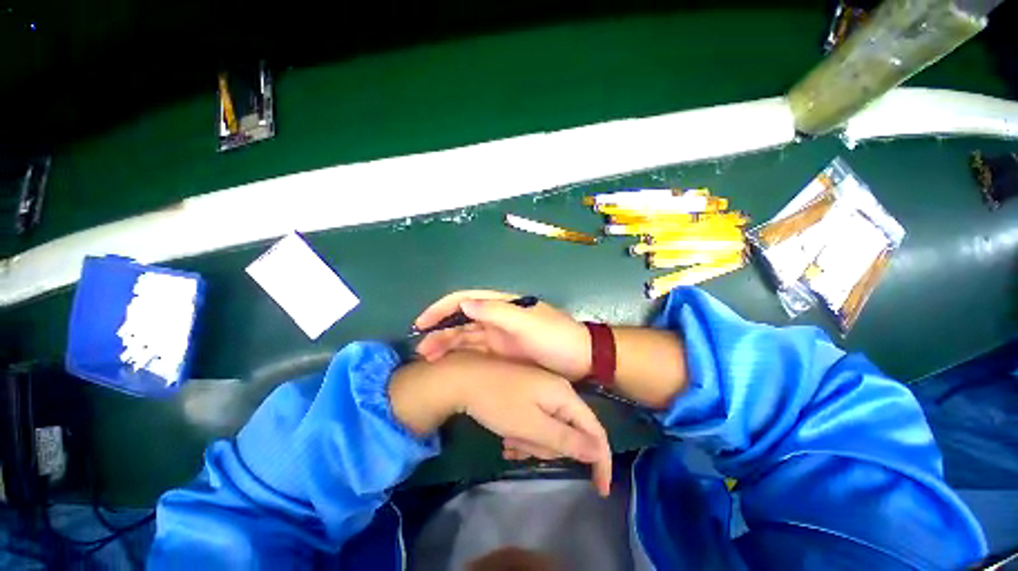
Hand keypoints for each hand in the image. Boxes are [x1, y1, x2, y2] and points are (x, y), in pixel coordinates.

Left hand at [389, 352, 611, 495]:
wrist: (465, 377)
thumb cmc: (498, 402)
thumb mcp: (532, 426)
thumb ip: (567, 440)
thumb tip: (599, 452)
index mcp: (564, 394)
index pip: (595, 430)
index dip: (601, 461)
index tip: (600, 491)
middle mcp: (557, 390)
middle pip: (568, 431)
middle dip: (548, 447)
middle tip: (523, 448)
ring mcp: (541, 389)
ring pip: (549, 429)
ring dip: (532, 442)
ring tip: (510, 442)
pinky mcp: (528, 392)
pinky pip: (536, 420)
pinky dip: (524, 434)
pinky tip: (507, 438)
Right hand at [415, 290, 591, 380]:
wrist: (581, 359)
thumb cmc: (555, 338)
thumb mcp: (527, 324)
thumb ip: (497, 313)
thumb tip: (464, 304)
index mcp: (501, 306)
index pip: (465, 300)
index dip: (442, 309)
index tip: (422, 323)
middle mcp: (496, 318)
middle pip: (461, 320)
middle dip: (440, 331)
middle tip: (422, 350)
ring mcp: (498, 336)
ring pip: (465, 337)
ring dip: (446, 345)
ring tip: (428, 360)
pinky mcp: (502, 353)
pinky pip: (475, 351)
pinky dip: (460, 356)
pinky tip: (448, 366)